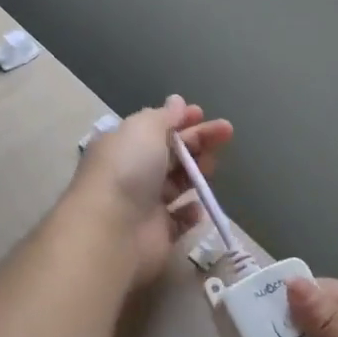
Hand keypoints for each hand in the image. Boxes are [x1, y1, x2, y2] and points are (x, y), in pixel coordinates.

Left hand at [67, 94, 232, 286]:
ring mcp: (145, 205)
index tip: (203, 114)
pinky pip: (180, 220)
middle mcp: (132, 173)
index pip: (156, 128)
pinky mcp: (158, 234)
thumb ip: (164, 116)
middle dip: (199, 141)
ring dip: (197, 173)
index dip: (180, 120)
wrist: (112, 230)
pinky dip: (191, 212)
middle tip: (226, 133)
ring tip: (212, 167)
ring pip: (178, 184)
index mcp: (124, 145)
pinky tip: (197, 205)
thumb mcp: (144, 129)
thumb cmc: (127, 169)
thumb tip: (177, 102)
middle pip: (172, 153)